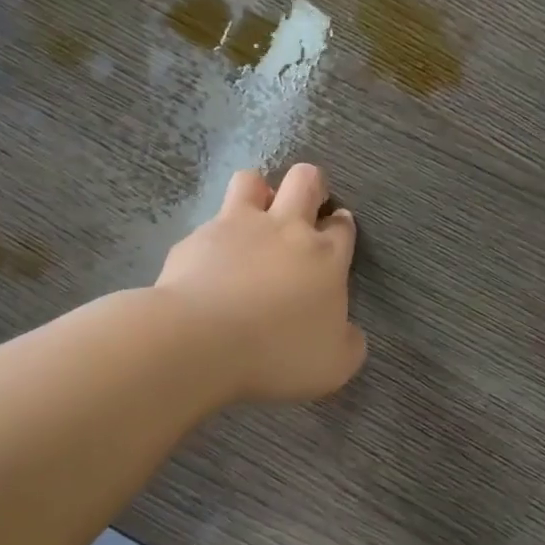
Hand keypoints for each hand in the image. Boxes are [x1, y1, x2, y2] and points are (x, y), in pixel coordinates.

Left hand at [156, 163, 367, 402]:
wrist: (200, 340)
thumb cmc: (277, 352)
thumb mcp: (334, 365)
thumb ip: (347, 343)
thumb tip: (347, 333)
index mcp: (325, 256)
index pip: (342, 226)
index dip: (341, 226)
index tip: (337, 233)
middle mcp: (285, 229)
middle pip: (305, 180)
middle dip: (312, 185)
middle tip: (306, 207)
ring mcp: (236, 227)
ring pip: (252, 181)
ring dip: (259, 192)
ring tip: (254, 219)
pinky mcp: (196, 238)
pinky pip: (209, 223)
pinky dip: (214, 238)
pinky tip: (209, 264)